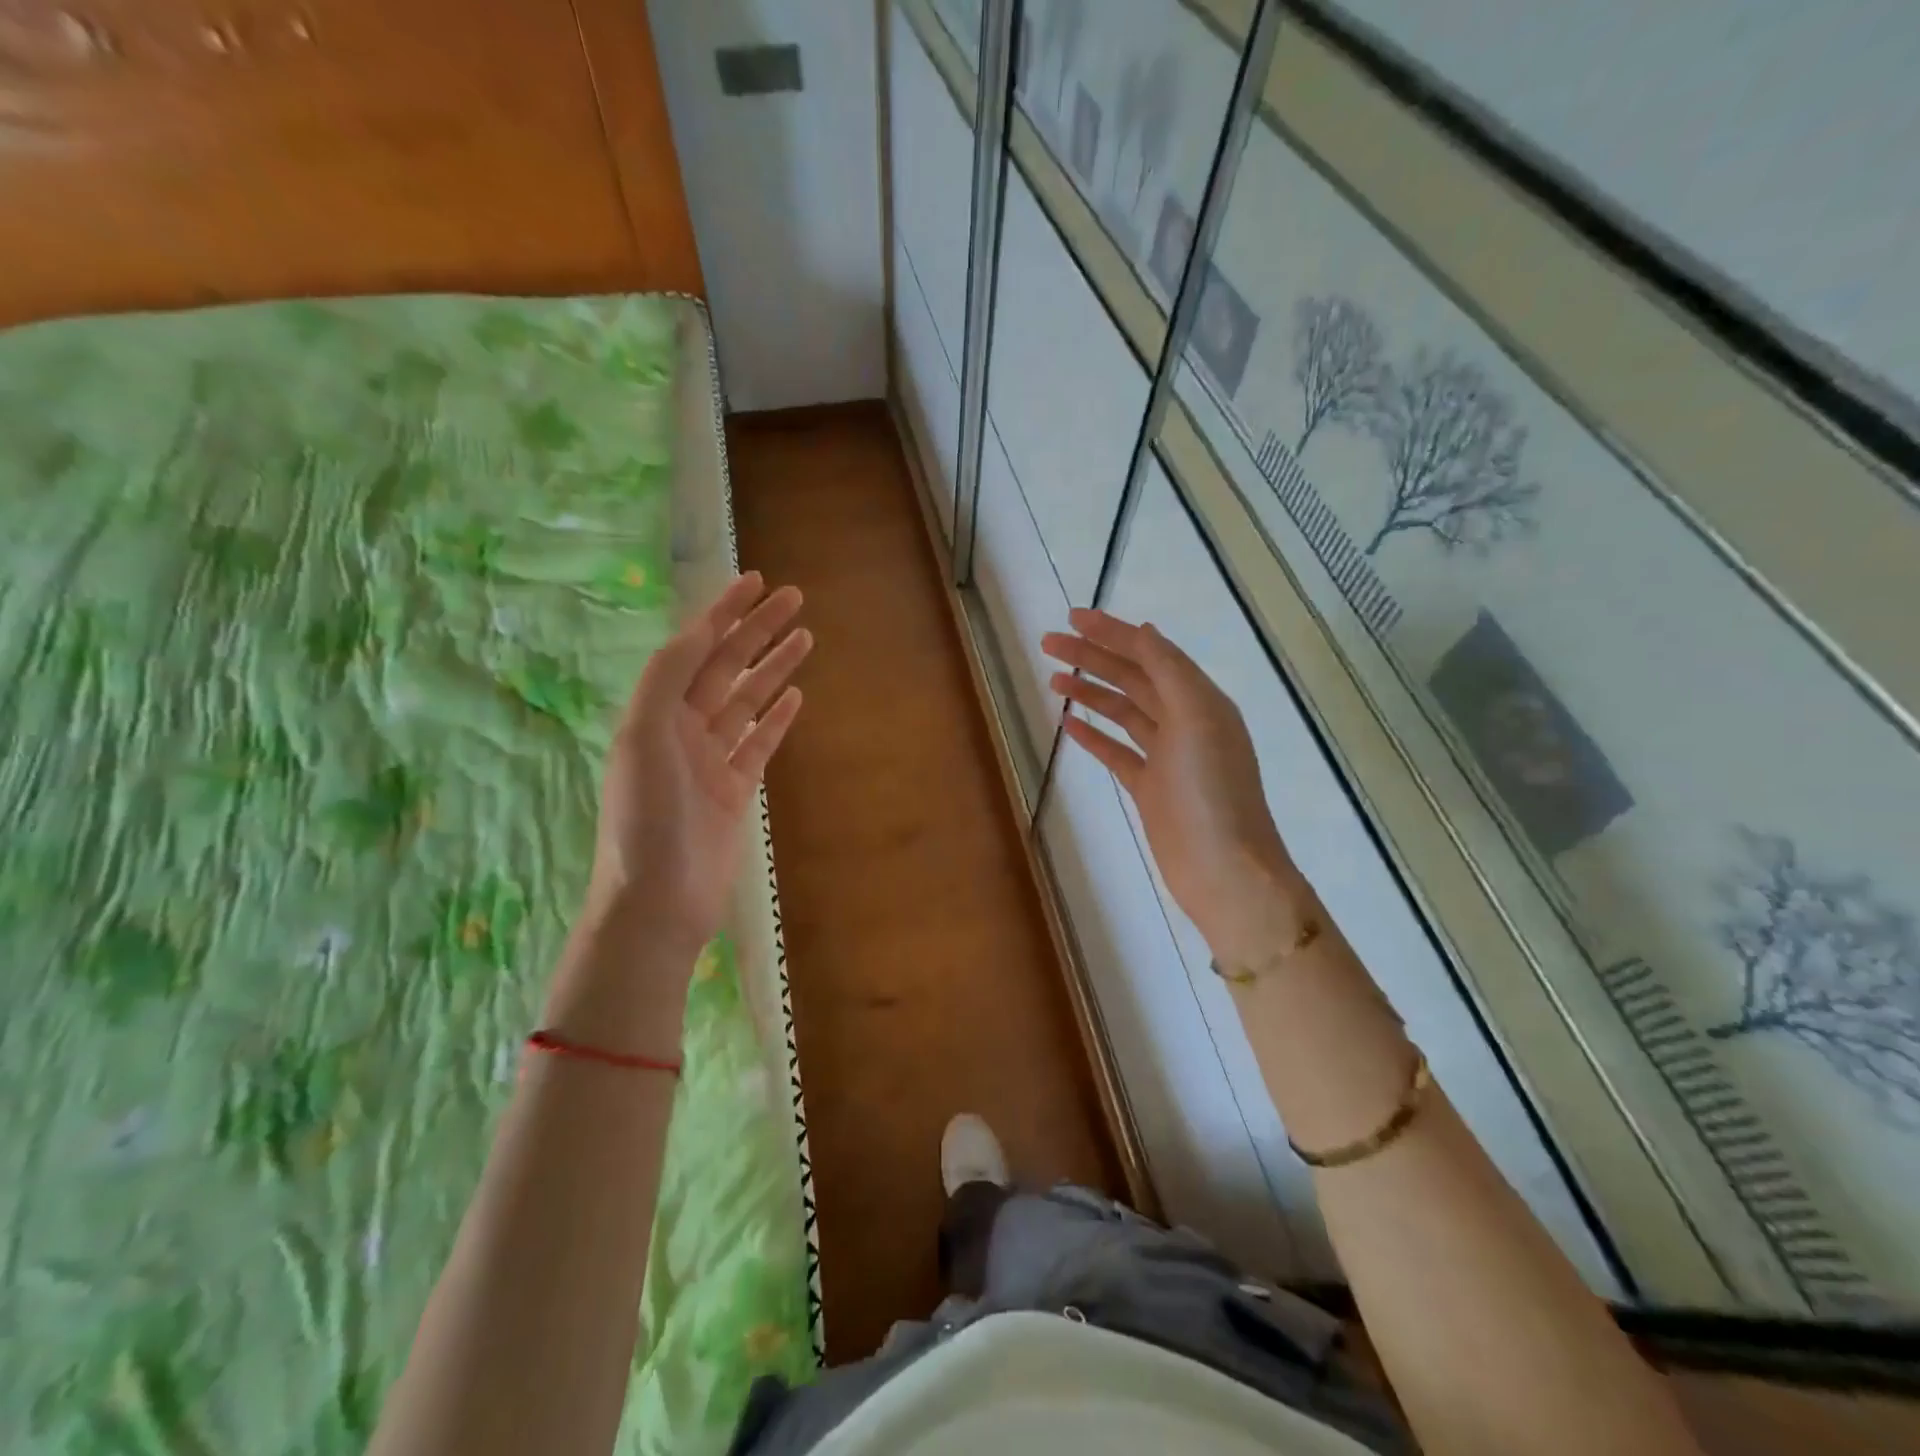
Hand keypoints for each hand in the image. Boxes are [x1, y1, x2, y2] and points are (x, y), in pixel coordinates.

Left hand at [586, 572, 810, 954]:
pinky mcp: (734, 790)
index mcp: (655, 712)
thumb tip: (698, 633)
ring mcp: (710, 760)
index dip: (724, 612)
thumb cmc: (645, 818)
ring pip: (747, 701)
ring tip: (805, 637)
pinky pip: (758, 743)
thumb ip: (666, 680)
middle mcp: (681, 729)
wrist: (659, 900)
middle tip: (795, 600)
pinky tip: (795, 696)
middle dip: (757, 631)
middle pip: (726, 668)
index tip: (756, 582)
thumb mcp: (643, 737)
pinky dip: (777, 717)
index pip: (695, 648)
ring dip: (773, 668)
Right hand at [1042, 609, 1308, 966]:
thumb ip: (1170, 673)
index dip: (1112, 633)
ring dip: (1090, 691)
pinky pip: (1118, 751)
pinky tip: (1069, 724)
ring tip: (1053, 677)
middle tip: (1048, 644)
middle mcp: (1185, 722)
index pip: (1150, 654)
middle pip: (1132, 678)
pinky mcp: (1151, 788)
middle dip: (1092, 658)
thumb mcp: (1197, 719)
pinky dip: (1095, 735)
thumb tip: (1144, 631)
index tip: (1072, 618)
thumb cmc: (1212, 792)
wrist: (1223, 870)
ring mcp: (1167, 757)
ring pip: (1123, 712)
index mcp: (1201, 700)